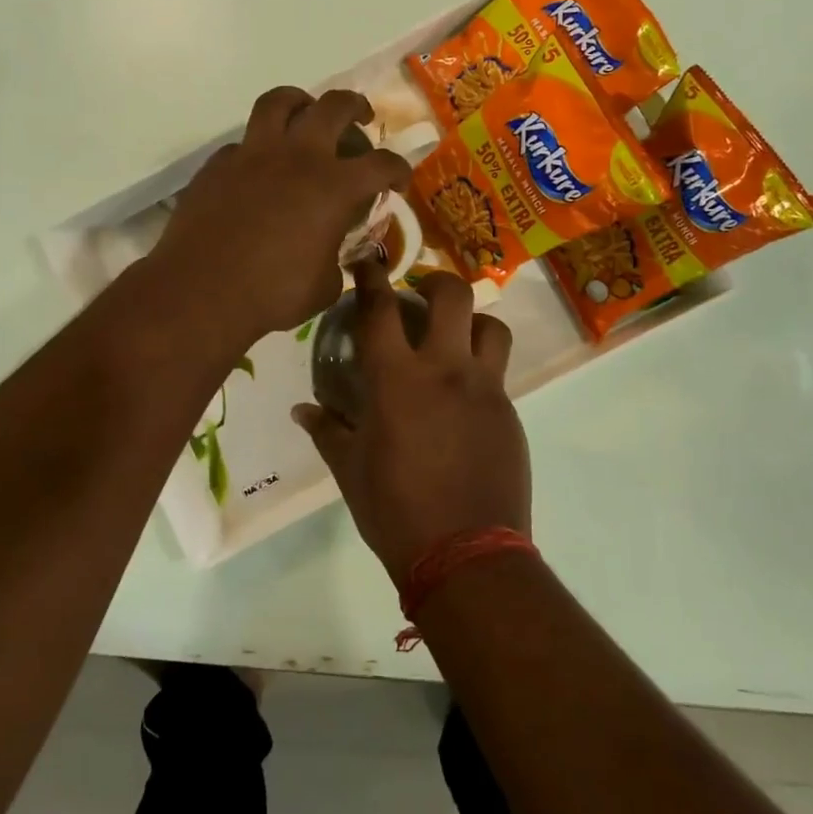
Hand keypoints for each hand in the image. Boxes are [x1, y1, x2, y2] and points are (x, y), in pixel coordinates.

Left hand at [153, 87, 409, 344]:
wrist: (202, 291)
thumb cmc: (273, 293)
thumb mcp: (325, 286)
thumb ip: (337, 261)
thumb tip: (334, 257)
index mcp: (335, 187)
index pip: (382, 164)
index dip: (398, 169)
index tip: (399, 182)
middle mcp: (298, 157)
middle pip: (335, 107)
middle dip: (355, 108)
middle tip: (360, 119)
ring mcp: (253, 155)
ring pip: (280, 102)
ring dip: (300, 102)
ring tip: (305, 113)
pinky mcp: (218, 164)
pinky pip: (243, 143)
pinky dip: (258, 148)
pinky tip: (258, 169)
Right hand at [293, 260, 527, 580]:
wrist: (467, 554)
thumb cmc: (396, 511)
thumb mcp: (350, 471)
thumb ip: (327, 432)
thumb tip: (302, 412)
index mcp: (397, 380)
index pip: (380, 309)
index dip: (372, 277)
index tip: (368, 259)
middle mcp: (445, 370)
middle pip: (453, 296)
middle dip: (436, 282)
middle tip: (421, 295)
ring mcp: (485, 389)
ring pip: (491, 327)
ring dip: (472, 322)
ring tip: (455, 339)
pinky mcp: (510, 411)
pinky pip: (498, 373)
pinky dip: (480, 370)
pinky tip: (463, 398)